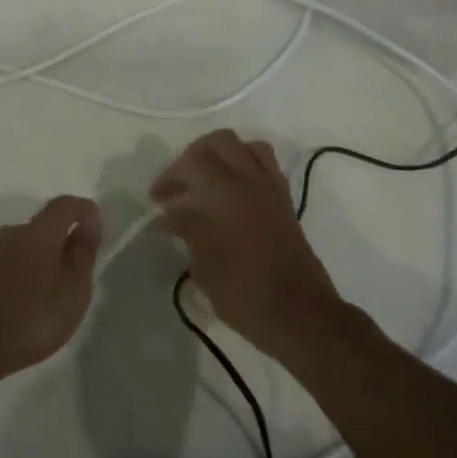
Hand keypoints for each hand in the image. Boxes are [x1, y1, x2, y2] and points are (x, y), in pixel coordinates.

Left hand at [0, 195, 101, 393]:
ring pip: (27, 246)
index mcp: (39, 231)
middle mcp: (13, 234)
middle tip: (80, 267)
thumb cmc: (30, 316)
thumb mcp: (72, 290)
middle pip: (44, 225)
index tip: (98, 228)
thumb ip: (83, 255)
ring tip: (57, 291)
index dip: (84, 210)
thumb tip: (89, 224)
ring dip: (45, 259)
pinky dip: (28, 274)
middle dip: (64, 238)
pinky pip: (13, 264)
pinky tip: (31, 302)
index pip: (65, 205)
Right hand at [150, 130, 342, 361]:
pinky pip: (265, 165)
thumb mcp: (205, 265)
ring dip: (222, 155)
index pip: (191, 163)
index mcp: (226, 192)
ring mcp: (271, 188)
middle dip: (194, 155)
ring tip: (207, 180)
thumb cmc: (245, 293)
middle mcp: (250, 180)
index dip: (169, 177)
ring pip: (246, 147)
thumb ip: (187, 229)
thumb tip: (170, 214)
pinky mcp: (285, 202)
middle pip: (220, 142)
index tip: (156, 200)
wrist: (301, 315)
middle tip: (180, 182)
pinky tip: (233, 191)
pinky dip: (246, 167)